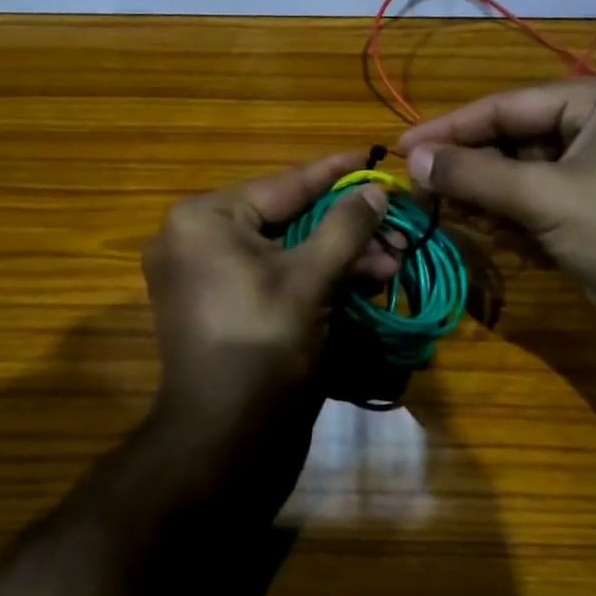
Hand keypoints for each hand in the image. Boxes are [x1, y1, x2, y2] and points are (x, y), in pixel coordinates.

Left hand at [143, 152, 389, 446]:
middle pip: (288, 220)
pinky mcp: (222, 309)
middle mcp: (197, 240)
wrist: (223, 442)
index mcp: (204, 219)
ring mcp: (206, 277)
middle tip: (399, 231)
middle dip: (348, 229)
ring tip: (393, 263)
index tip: (375, 153)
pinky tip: (363, 284)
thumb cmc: (264, 346)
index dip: (336, 171)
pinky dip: (315, 281)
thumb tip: (374, 190)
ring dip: (339, 258)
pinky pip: (273, 280)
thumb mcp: (312, 279)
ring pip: (285, 253)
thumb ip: (345, 227)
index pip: (285, 183)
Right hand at [400, 77, 595, 338]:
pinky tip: (478, 229)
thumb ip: (474, 175)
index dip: (450, 128)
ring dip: (482, 193)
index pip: (506, 105)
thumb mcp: (544, 197)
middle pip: (511, 139)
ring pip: (520, 173)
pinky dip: (506, 215)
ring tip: (442, 211)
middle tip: (419, 188)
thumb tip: (413, 160)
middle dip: (468, 166)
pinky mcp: (592, 210)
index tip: (401, 148)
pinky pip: (535, 201)